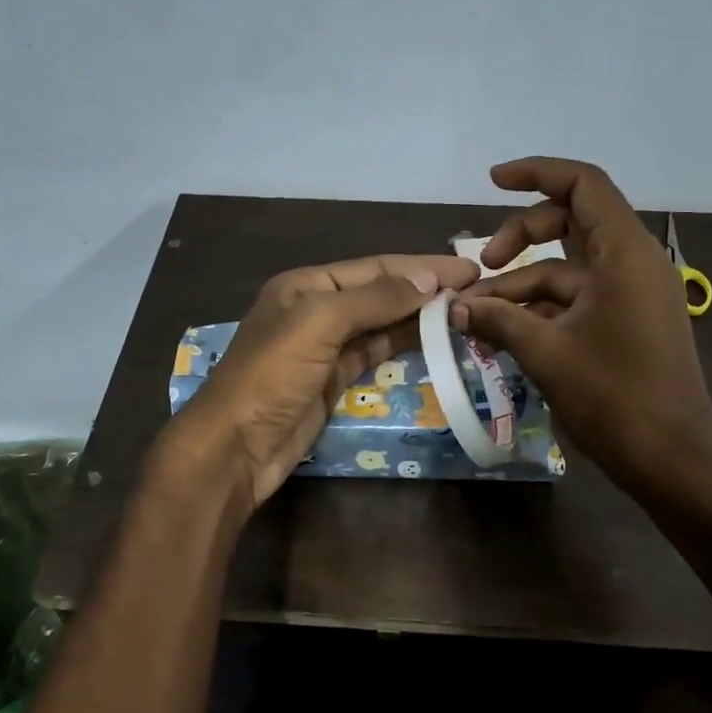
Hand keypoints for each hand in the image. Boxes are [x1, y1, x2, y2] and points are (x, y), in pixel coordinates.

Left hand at [164, 253, 479, 511]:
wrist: (236, 446)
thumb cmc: (272, 374)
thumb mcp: (319, 323)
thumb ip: (374, 299)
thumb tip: (428, 280)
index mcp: (306, 285)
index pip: (374, 267)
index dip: (421, 266)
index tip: (467, 269)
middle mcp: (316, 309)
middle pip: (380, 292)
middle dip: (424, 289)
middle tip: (475, 290)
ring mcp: (325, 346)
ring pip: (380, 323)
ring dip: (418, 316)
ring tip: (463, 312)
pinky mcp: (333, 379)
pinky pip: (375, 352)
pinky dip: (402, 344)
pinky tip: (432, 340)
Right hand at [454, 157, 711, 498]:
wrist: (674, 462)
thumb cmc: (615, 397)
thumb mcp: (546, 352)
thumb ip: (497, 320)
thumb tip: (453, 308)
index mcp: (625, 253)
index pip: (583, 185)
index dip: (537, 173)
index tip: (492, 181)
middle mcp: (633, 263)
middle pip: (570, 222)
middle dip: (520, 236)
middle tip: (482, 267)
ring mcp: (632, 295)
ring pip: (568, 269)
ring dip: (521, 284)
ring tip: (475, 316)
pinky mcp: (627, 324)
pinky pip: (577, 300)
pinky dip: (540, 309)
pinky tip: (503, 333)